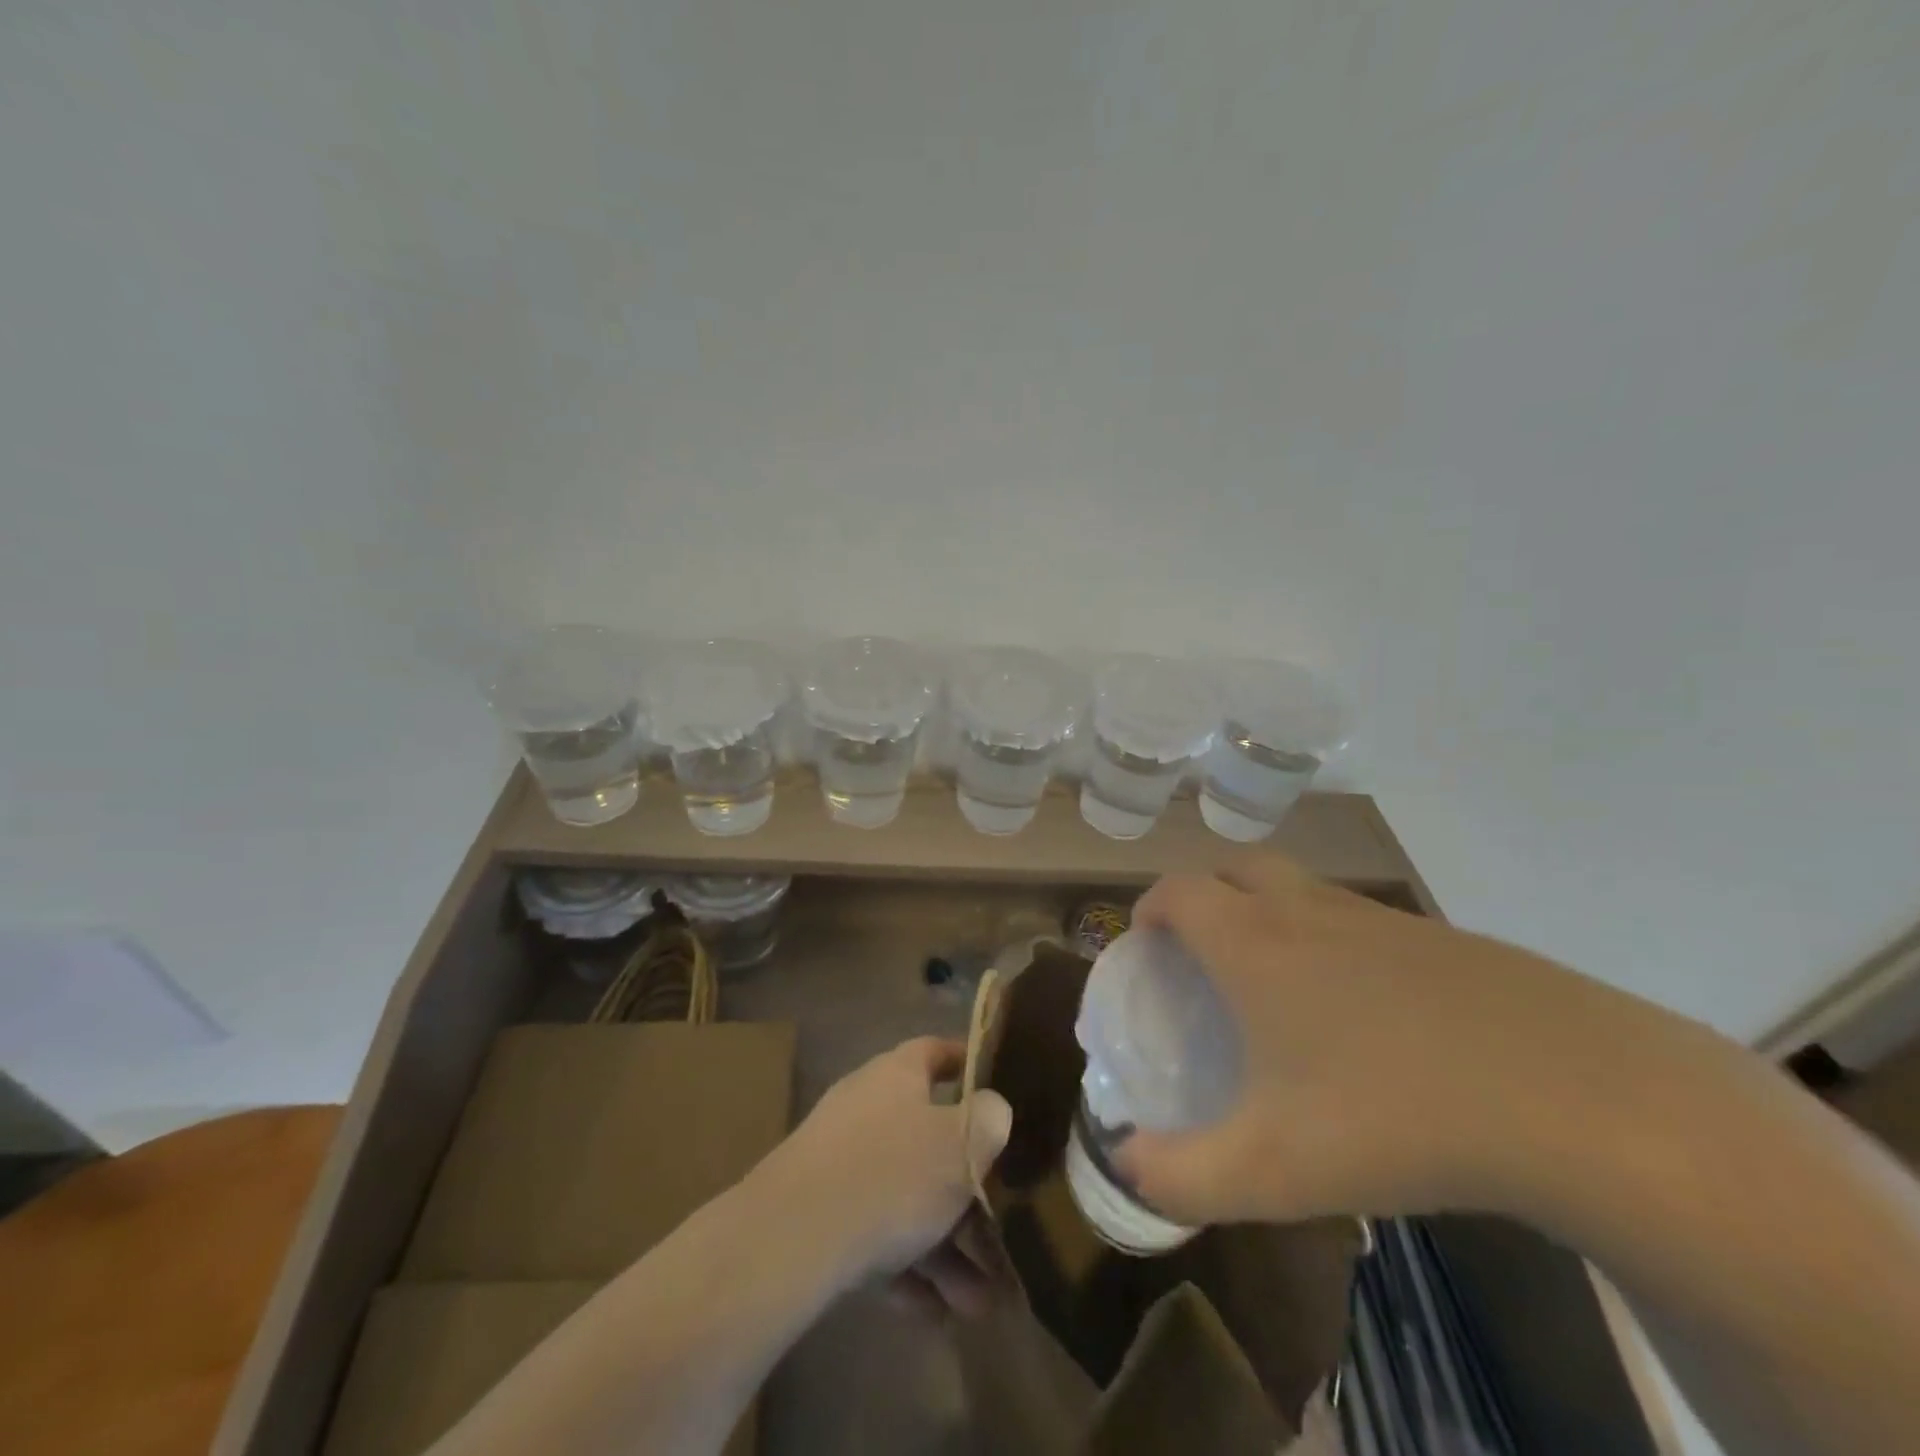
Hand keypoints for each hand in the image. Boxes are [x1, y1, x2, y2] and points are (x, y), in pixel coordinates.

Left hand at [762, 1037, 1012, 1317]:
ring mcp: (838, 1162)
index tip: (996, 1083)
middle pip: (927, 1140)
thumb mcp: (961, 1144)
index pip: (934, 1052)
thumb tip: (992, 1110)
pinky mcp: (819, 1214)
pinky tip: (934, 1313)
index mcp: (895, 1075)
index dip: (966, 1062)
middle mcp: (866, 1109)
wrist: (791, 1240)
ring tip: (977, 1302)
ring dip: (944, 1247)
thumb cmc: (890, 1173)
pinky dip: (905, 1269)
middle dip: (967, 1191)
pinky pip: (874, 1235)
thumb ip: (989, 1121)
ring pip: (904, 1198)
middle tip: (1002, 1232)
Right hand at [1116, 855, 1667, 1225]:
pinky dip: (1335, 939)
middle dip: (1205, 895)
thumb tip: (1124, 1165)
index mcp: (1254, 943)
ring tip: (1279, 983)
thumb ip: (1182, 1176)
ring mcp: (1380, 918)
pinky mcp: (1441, 938)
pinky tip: (1368, 1013)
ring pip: (1301, 888)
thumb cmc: (1395, 1116)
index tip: (1145, 945)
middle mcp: (1307, 911)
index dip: (1149, 908)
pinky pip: (1361, 919)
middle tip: (1204, 951)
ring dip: (1270, 912)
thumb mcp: (1273, 1169)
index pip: (1177, 891)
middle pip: (1236, 867)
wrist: (1580, 1098)